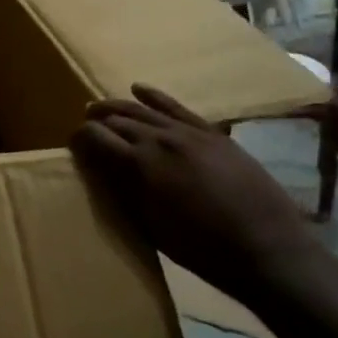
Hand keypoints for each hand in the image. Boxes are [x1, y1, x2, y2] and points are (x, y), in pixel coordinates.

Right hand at [72, 85, 325, 306]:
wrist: (266, 248)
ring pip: (143, 110)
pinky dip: (155, 97)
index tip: (71, 143)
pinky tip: (140, 88)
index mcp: (139, 165)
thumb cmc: (201, 249)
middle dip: (96, 122)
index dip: (79, 138)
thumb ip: (124, 192)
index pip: (97, 138)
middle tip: (84, 128)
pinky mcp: (212, 133)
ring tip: (100, 108)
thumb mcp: (151, 226)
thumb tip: (102, 169)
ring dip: (118, 107)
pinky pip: (177, 107)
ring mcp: (188, 132)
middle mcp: (160, 140)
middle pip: (118, 120)